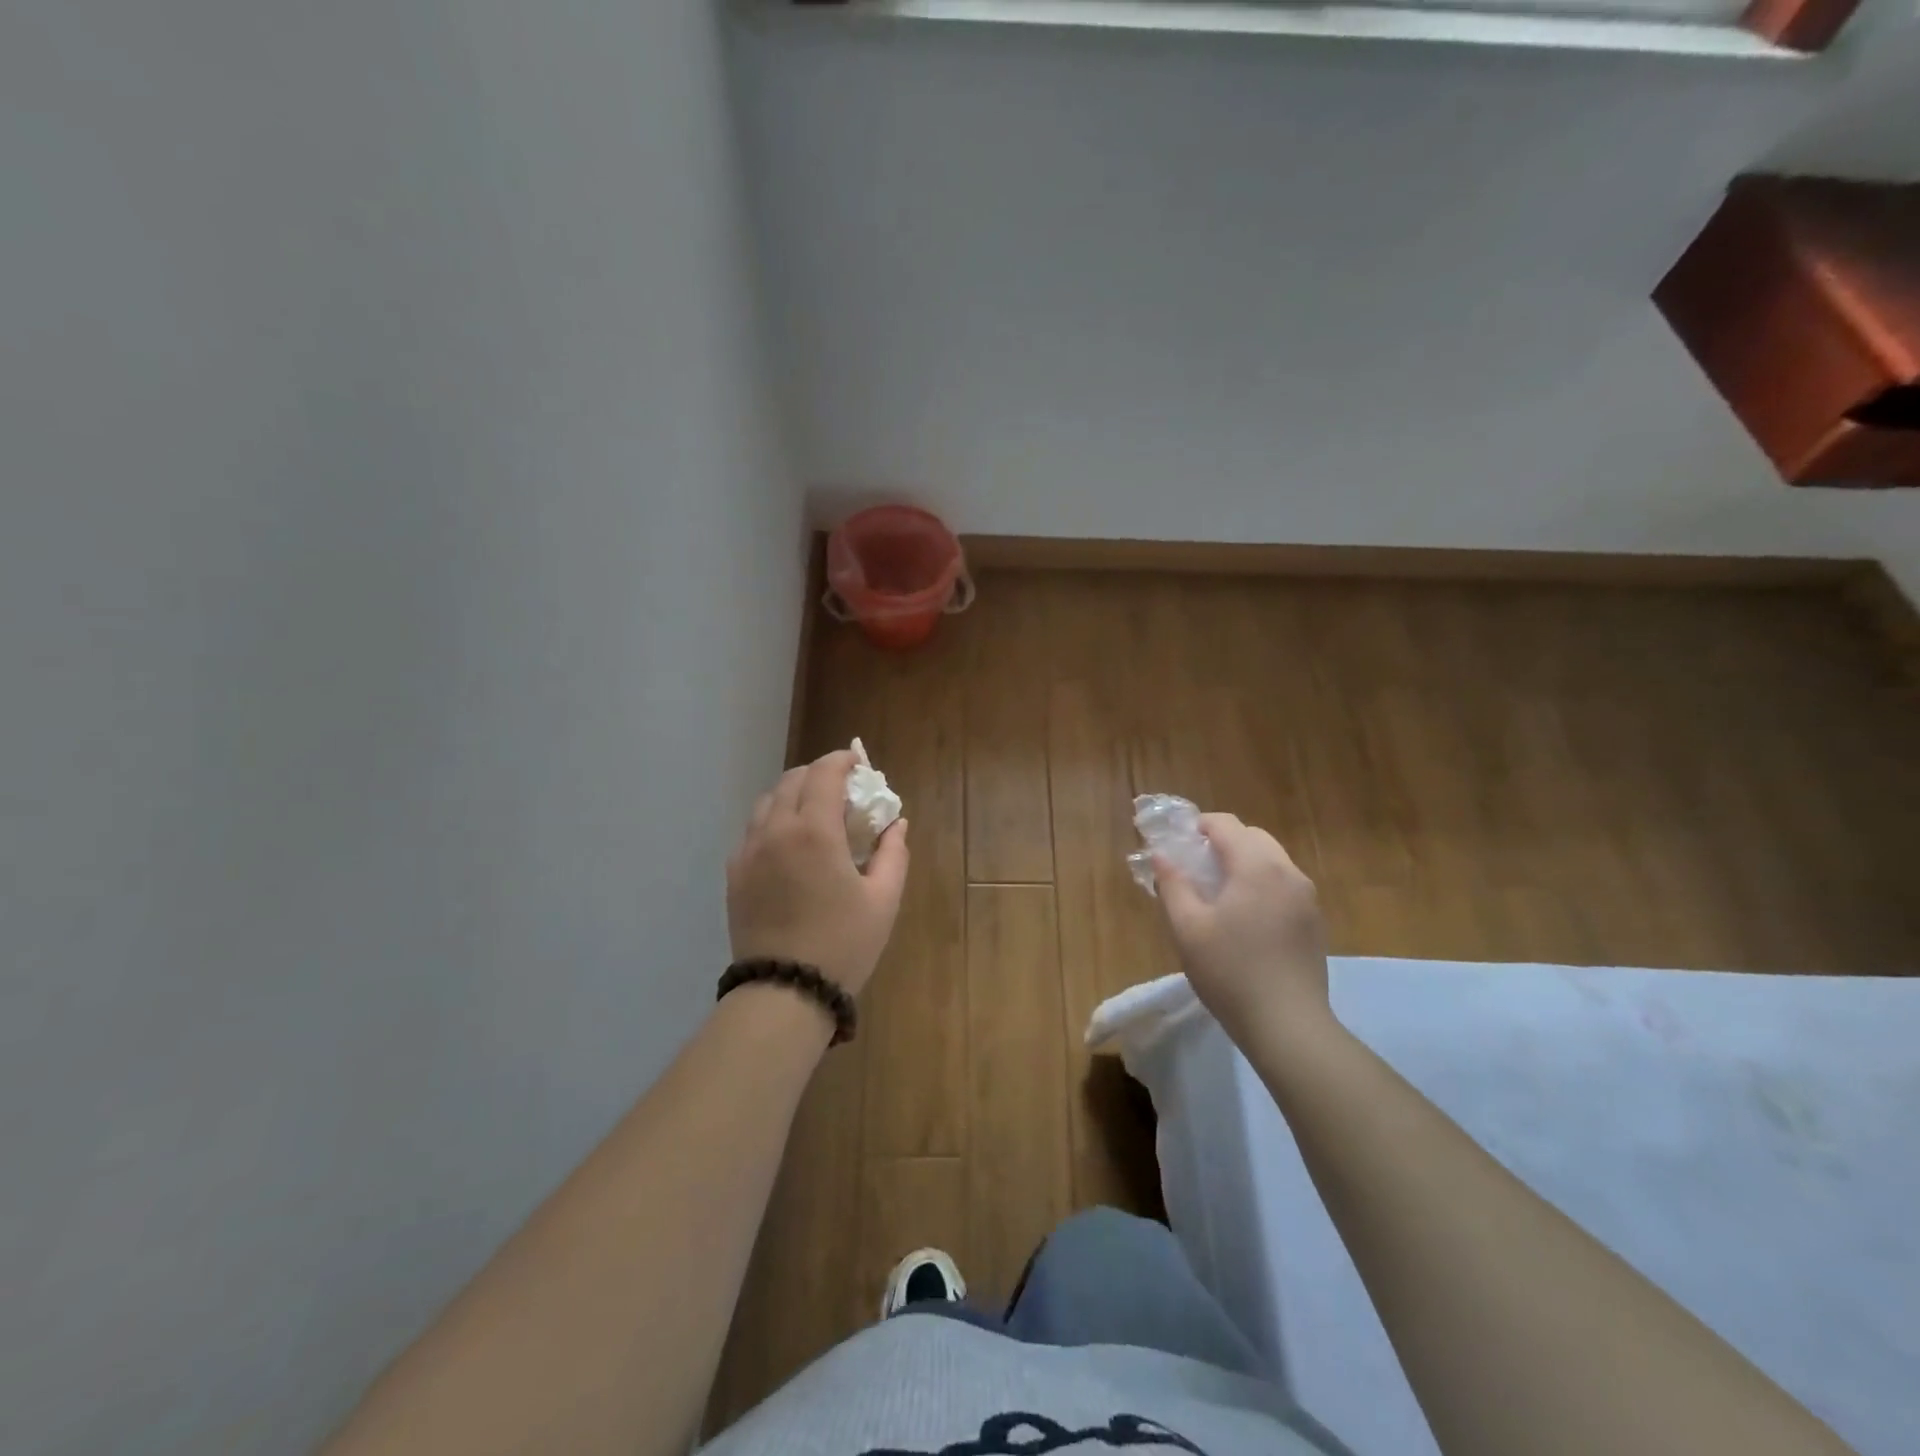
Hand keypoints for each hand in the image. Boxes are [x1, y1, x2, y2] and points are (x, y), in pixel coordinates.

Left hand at [727, 750, 908, 997]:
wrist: (784, 992)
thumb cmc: (843, 944)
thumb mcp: (883, 899)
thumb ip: (893, 852)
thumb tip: (896, 823)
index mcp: (814, 831)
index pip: (824, 773)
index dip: (842, 760)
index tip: (859, 763)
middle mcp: (775, 830)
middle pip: (792, 780)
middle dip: (819, 774)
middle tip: (842, 790)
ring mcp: (749, 851)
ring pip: (768, 801)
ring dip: (793, 794)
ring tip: (815, 813)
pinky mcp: (734, 873)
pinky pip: (753, 830)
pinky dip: (774, 820)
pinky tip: (789, 843)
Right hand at [1154, 813, 1331, 1046]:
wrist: (1288, 1026)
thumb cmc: (1230, 971)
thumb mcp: (1187, 928)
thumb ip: (1172, 884)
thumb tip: (1161, 855)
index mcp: (1257, 866)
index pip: (1226, 824)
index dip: (1199, 826)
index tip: (1177, 843)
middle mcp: (1288, 872)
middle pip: (1253, 837)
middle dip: (1223, 842)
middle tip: (1195, 867)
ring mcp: (1307, 898)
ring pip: (1272, 861)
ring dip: (1244, 863)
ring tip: (1219, 894)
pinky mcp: (1314, 922)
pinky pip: (1284, 885)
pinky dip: (1262, 885)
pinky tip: (1245, 919)